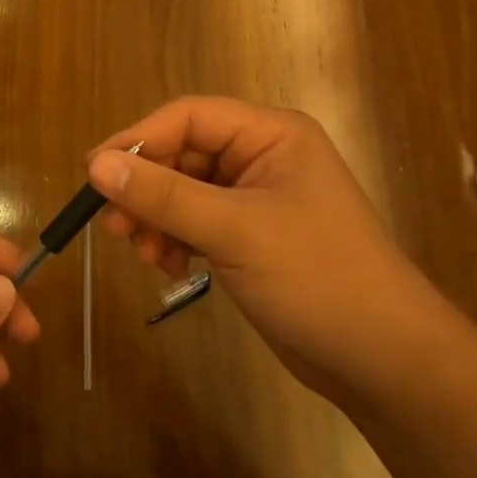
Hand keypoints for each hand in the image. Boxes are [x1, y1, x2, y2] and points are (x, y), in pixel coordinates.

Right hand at [86, 97, 452, 399]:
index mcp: (271, 135)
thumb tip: (95, 166)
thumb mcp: (233, 230)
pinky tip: (167, 266)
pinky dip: (173, 238)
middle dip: (145, 188)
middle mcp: (262, 156)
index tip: (94, 172)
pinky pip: (195, 220)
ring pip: (182, 190)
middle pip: (182, 154)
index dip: (138, 139)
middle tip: (112, 224)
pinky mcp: (249, 234)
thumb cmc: (316, 277)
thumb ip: (161, 195)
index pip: (188, 117)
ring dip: (156, 217)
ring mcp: (255, 197)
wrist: (382, 360)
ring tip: (142, 252)